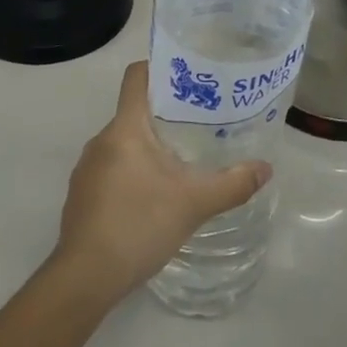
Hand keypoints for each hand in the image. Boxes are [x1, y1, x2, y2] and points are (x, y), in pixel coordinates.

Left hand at [53, 61, 271, 304]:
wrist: (85, 278)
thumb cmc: (139, 225)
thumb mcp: (194, 203)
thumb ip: (232, 184)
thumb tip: (266, 168)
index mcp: (125, 128)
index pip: (136, 76)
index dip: (159, 68)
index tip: (187, 76)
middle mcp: (101, 140)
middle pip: (133, 111)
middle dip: (164, 115)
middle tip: (198, 124)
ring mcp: (86, 169)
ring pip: (122, 143)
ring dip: (147, 148)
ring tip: (180, 162)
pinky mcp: (80, 196)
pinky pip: (110, 169)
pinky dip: (131, 173)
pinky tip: (151, 199)